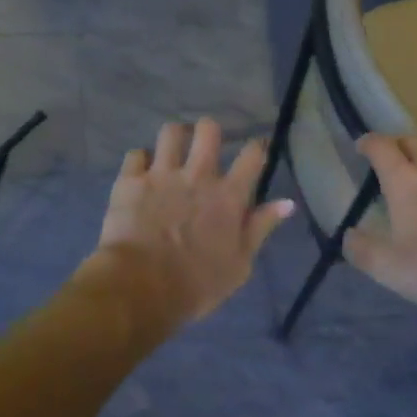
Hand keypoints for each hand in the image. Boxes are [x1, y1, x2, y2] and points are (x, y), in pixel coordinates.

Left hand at [81, 119, 293, 330]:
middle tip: (206, 145)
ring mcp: (161, 174)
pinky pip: (134, 154)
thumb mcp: (240, 264)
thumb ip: (261, 228)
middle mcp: (198, 175)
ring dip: (174, 137)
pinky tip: (140, 172)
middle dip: (209, 131)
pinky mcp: (129, 181)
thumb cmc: (197, 284)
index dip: (257, 147)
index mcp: (229, 196)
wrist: (141, 287)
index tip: (256, 150)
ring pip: (170, 132)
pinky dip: (139, 161)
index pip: (252, 155)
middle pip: (208, 130)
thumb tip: (287, 203)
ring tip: (172, 150)